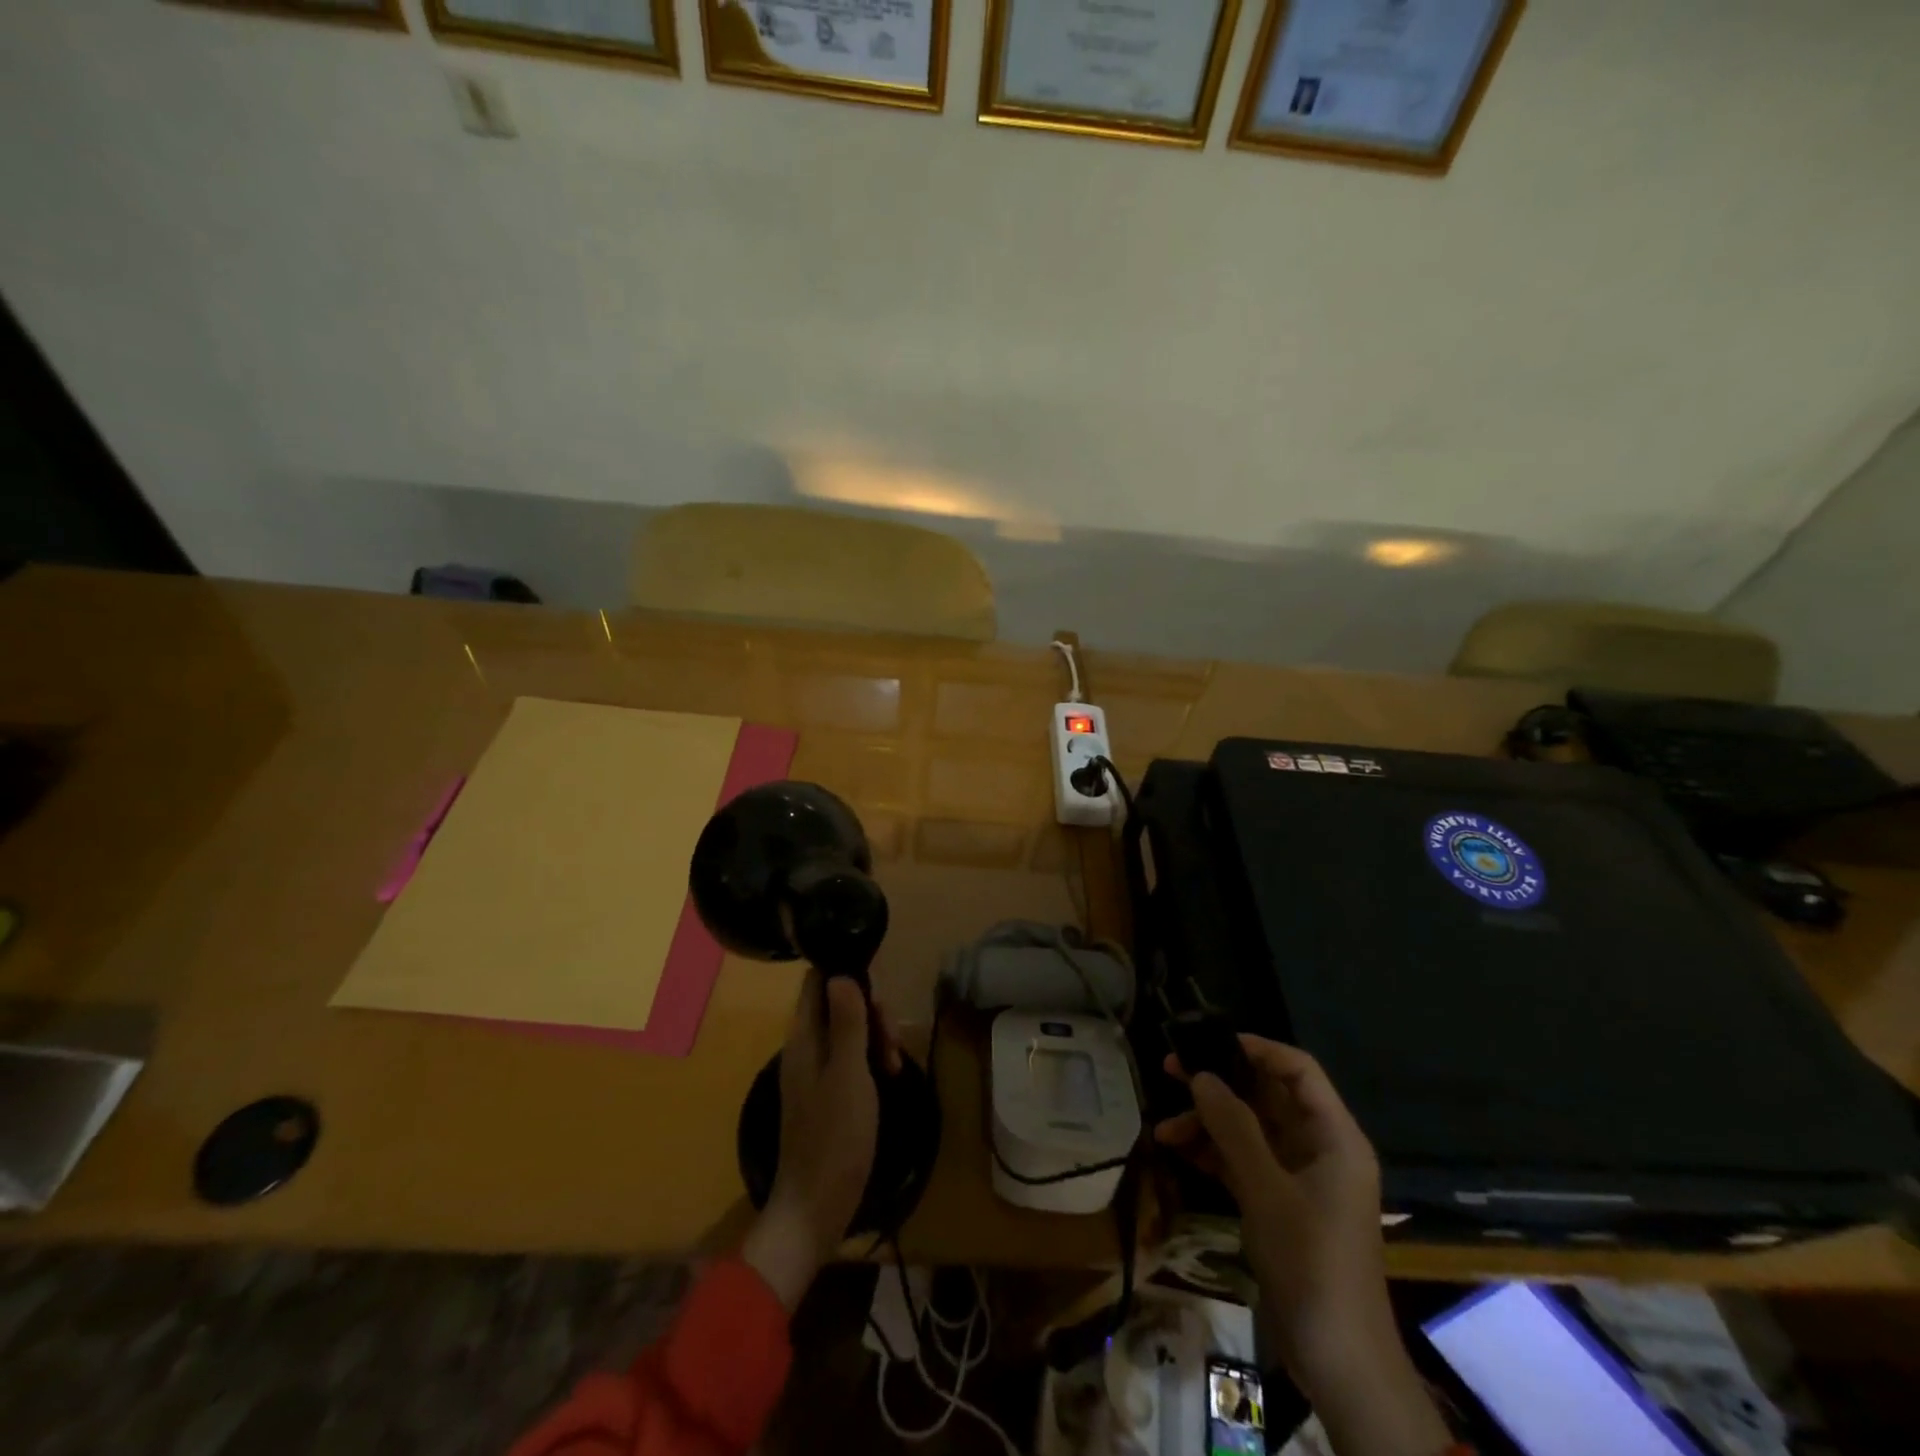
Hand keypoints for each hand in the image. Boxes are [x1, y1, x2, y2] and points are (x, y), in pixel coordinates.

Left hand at [742, 972, 901, 1310]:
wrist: (816, 1207)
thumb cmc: (835, 1137)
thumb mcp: (849, 1074)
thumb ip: (846, 1022)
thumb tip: (841, 973)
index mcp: (803, 1038)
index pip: (816, 983)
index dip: (845, 974)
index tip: (879, 990)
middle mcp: (805, 1048)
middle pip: (838, 1004)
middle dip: (871, 1012)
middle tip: (893, 1041)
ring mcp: (815, 1072)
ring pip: (848, 1031)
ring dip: (875, 1037)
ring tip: (896, 1064)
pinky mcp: (827, 1094)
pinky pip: (850, 1058)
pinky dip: (871, 1059)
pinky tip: (891, 1076)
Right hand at [1155, 1036, 1448, 1455]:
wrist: (1340, 1363)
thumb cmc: (1312, 1264)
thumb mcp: (1267, 1190)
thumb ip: (1233, 1128)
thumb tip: (1200, 1075)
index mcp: (1333, 1137)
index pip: (1298, 1070)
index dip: (1256, 1049)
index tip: (1208, 1041)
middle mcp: (1318, 1149)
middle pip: (1266, 1097)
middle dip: (1219, 1084)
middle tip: (1170, 1069)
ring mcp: (1297, 1178)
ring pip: (1248, 1129)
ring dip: (1207, 1122)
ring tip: (1164, 1125)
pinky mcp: (1279, 1204)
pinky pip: (1242, 1161)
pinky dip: (1211, 1153)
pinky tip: (1175, 1149)